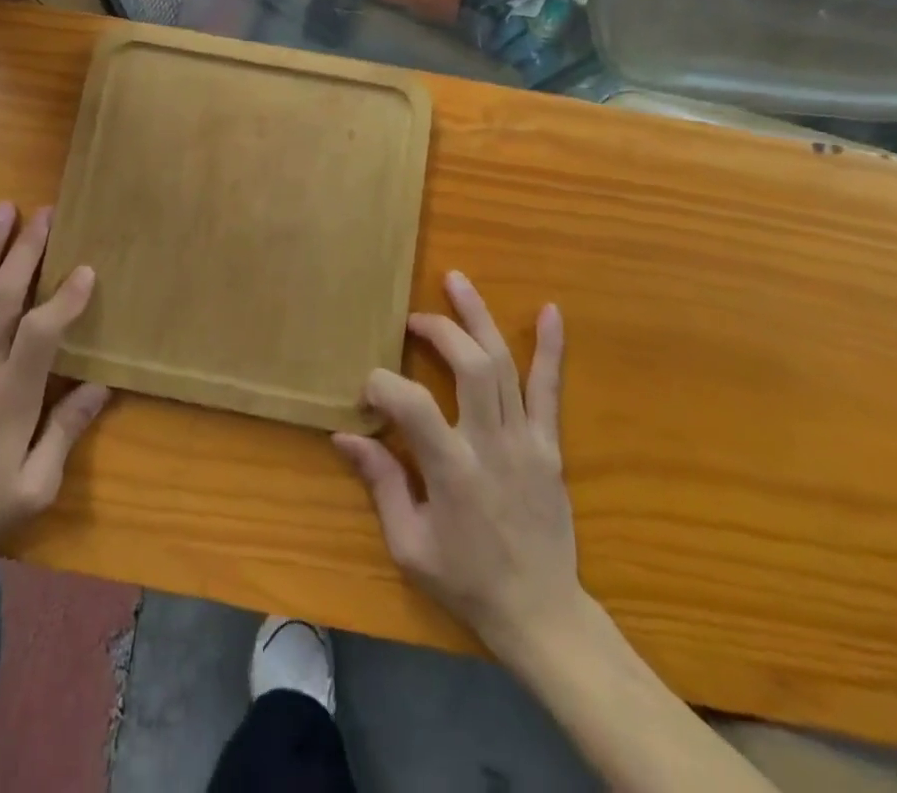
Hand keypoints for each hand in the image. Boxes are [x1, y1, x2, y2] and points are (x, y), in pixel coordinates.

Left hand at [0, 203, 109, 572]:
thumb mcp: (38, 483)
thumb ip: (67, 429)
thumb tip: (102, 384)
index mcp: (14, 395)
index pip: (42, 334)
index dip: (64, 300)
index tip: (86, 269)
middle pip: (4, 299)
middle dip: (27, 252)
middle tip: (45, 214)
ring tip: (2, 209)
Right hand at [334, 272, 582, 660]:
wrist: (542, 614)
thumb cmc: (466, 581)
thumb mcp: (409, 544)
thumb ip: (380, 482)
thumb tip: (344, 434)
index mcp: (453, 472)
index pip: (412, 404)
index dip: (382, 386)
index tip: (366, 395)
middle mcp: (492, 445)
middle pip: (469, 366)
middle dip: (437, 330)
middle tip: (411, 319)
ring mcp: (527, 441)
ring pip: (504, 365)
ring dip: (479, 317)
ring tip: (456, 281)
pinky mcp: (549, 446)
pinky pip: (550, 390)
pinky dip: (551, 349)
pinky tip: (550, 311)